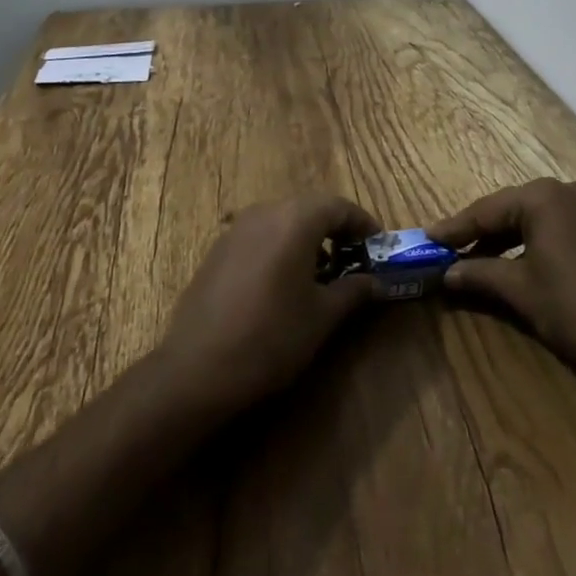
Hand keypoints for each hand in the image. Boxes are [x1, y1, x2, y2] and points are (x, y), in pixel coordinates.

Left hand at [159, 194, 379, 414]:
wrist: (197, 369)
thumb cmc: (271, 337)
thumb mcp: (322, 316)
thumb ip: (353, 291)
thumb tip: (375, 282)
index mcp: (295, 219)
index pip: (339, 206)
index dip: (363, 223)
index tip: (378, 245)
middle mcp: (265, 212)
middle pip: (310, 208)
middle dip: (335, 229)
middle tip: (354, 257)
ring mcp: (237, 228)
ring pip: (283, 220)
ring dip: (307, 237)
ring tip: (322, 272)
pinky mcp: (218, 248)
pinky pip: (260, 235)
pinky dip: (281, 246)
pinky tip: (284, 281)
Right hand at [428, 179, 575, 388]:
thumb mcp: (521, 291)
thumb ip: (479, 275)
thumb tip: (445, 274)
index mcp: (542, 197)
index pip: (486, 210)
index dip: (454, 228)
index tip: (425, 239)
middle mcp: (564, 192)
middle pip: (507, 211)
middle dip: (477, 234)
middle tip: (444, 251)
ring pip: (529, 221)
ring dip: (500, 241)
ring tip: (469, 262)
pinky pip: (549, 230)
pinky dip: (525, 246)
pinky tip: (507, 265)